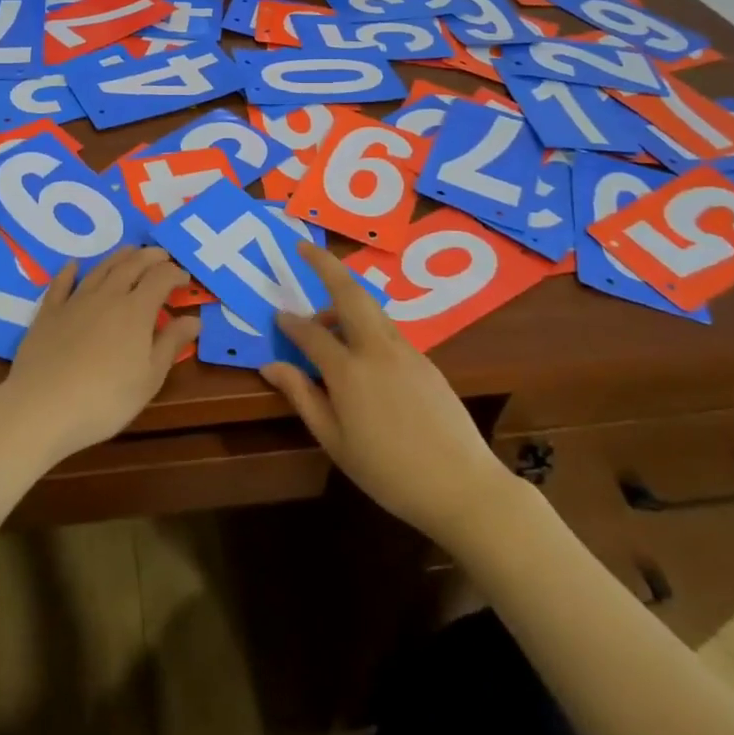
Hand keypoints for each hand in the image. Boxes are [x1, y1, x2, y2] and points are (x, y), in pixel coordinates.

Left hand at [0, 247, 196, 471]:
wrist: (42, 407)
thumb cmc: (105, 399)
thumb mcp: (149, 378)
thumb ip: (171, 344)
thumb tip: (194, 319)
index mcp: (136, 310)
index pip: (161, 279)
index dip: (175, 274)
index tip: (185, 278)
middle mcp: (107, 296)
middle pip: (131, 265)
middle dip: (150, 257)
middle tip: (161, 254)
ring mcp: (75, 301)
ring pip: (100, 269)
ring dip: (118, 257)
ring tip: (130, 252)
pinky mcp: (48, 313)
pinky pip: (61, 284)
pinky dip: (69, 272)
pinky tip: (73, 265)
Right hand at [265, 242, 512, 550]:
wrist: (462, 487)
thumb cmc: (388, 472)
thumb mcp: (334, 441)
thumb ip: (302, 396)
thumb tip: (271, 366)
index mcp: (349, 371)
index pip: (311, 333)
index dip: (290, 323)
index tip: (276, 317)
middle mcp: (377, 349)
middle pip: (348, 292)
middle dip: (325, 265)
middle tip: (304, 247)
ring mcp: (406, 350)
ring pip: (370, 307)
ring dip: (344, 299)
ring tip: (325, 321)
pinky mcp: (425, 360)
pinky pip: (387, 328)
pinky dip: (365, 322)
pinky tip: (359, 350)